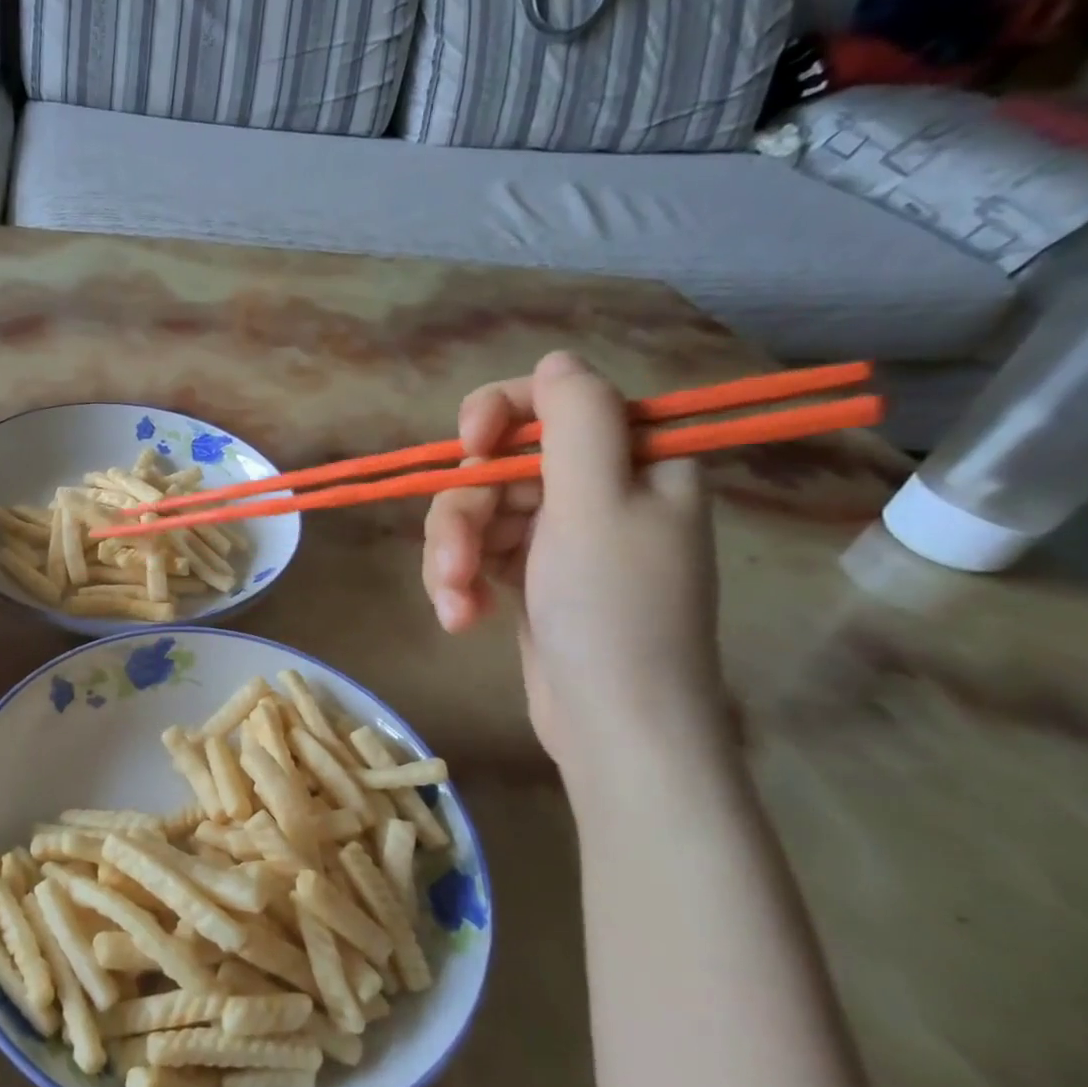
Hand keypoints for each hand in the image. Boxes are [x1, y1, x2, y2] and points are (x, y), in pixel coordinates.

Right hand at [423, 352, 723, 767]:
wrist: (614, 726)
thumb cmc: (613, 611)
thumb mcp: (598, 502)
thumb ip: (576, 418)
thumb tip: (555, 360)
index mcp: (634, 460)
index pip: (554, 402)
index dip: (501, 415)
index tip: (470, 449)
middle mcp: (598, 489)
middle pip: (500, 465)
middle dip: (465, 515)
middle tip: (454, 566)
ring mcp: (560, 535)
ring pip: (477, 512)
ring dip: (453, 558)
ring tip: (455, 606)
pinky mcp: (529, 575)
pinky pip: (477, 553)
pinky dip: (461, 582)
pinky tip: (461, 617)